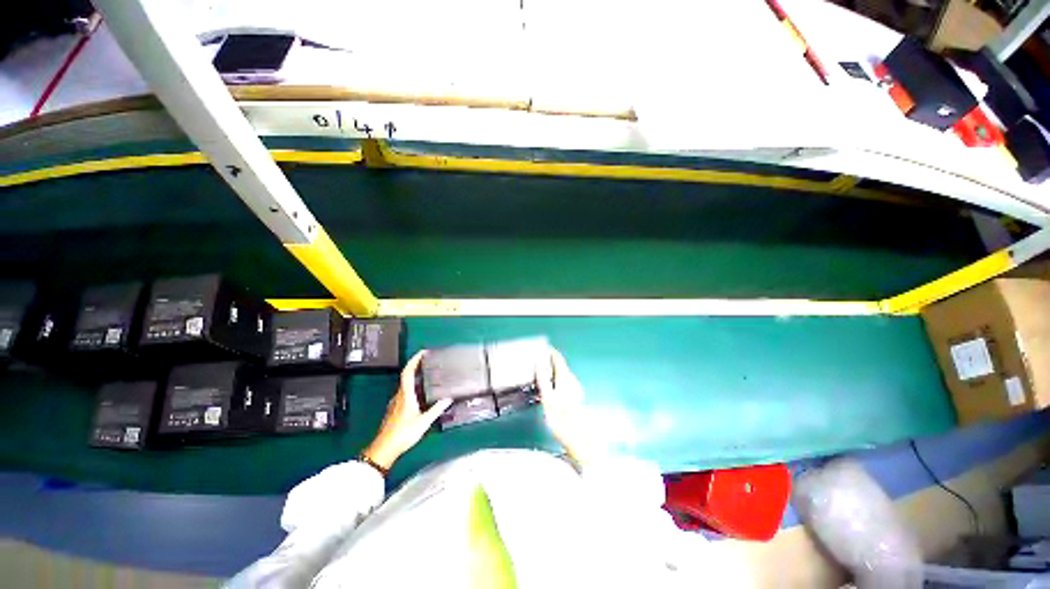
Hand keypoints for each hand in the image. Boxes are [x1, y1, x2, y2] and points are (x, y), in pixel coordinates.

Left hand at [363, 351, 451, 471]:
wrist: (384, 449)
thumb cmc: (404, 433)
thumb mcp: (424, 421)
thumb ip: (436, 409)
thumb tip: (448, 398)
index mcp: (406, 395)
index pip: (408, 373)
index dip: (414, 360)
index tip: (422, 352)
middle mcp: (399, 396)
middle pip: (407, 377)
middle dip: (417, 368)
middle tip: (429, 363)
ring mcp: (395, 403)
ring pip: (406, 386)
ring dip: (416, 379)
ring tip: (428, 377)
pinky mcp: (394, 411)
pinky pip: (404, 394)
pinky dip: (413, 389)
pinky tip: (421, 395)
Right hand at [536, 347, 593, 464]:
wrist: (581, 440)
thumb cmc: (562, 419)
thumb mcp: (548, 398)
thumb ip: (543, 379)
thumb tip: (539, 362)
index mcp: (566, 378)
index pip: (558, 359)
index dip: (550, 352)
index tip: (542, 347)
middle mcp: (573, 380)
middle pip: (561, 366)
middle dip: (550, 361)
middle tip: (538, 361)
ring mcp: (576, 389)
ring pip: (563, 374)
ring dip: (553, 371)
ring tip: (542, 373)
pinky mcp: (576, 397)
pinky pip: (564, 382)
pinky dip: (556, 379)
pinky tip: (551, 388)